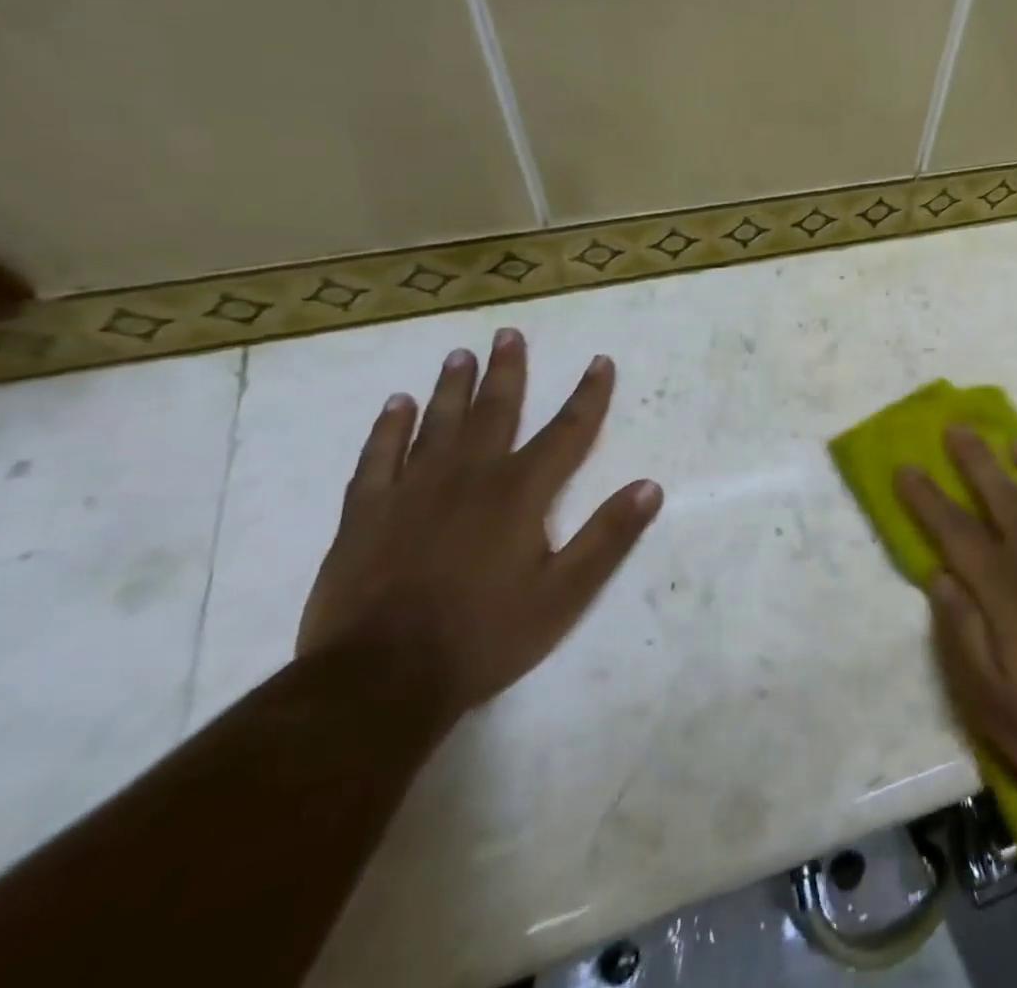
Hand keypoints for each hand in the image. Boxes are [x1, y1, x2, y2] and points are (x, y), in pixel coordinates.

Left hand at [297, 328, 661, 717]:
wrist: (379, 680)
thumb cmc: (484, 635)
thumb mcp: (564, 594)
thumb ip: (608, 537)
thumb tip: (650, 486)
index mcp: (520, 493)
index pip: (567, 431)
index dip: (588, 395)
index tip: (600, 361)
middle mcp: (470, 476)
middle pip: (496, 411)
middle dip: (508, 371)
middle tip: (508, 334)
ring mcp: (413, 491)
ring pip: (437, 424)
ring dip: (452, 387)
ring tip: (459, 355)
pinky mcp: (366, 514)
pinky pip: (378, 457)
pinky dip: (388, 428)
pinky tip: (395, 405)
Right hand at [897, 431, 1016, 835]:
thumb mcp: (990, 704)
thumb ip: (959, 634)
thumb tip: (939, 577)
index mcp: (1007, 591)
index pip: (956, 531)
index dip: (927, 498)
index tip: (906, 466)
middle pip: (1003, 496)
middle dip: (975, 460)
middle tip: (956, 428)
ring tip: (1015, 442)